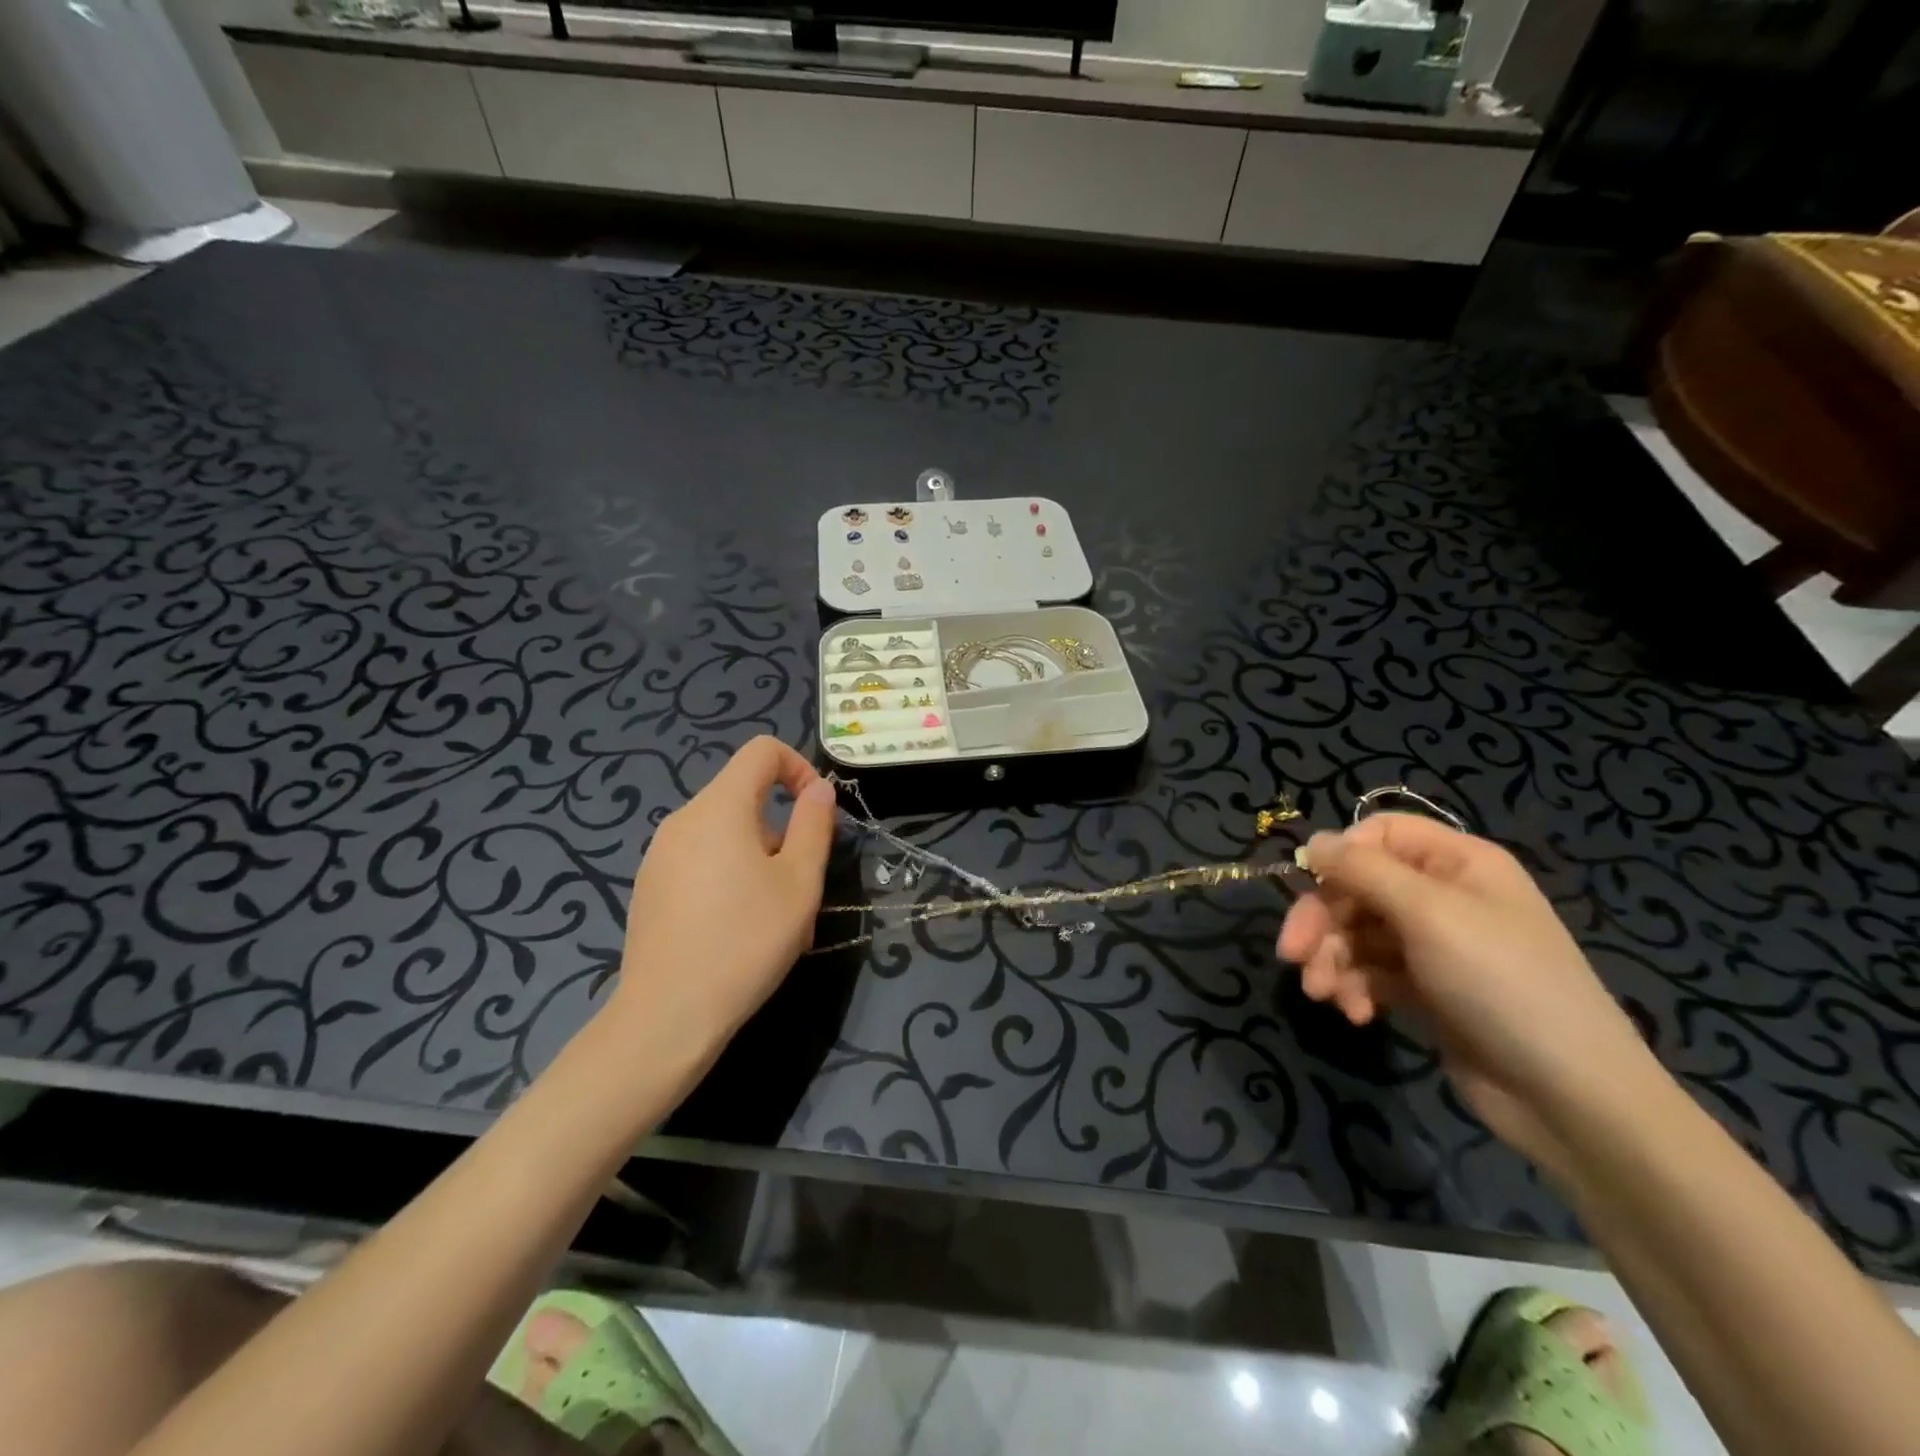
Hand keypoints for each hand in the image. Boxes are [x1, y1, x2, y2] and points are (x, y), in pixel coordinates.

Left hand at [612, 737, 837, 1058]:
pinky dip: (729, 876)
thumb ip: (814, 825)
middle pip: (744, 797)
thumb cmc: (745, 941)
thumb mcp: (799, 883)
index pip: (762, 751)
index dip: (798, 767)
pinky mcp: (649, 887)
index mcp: (719, 807)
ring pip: (725, 834)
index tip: (817, 812)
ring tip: (775, 917)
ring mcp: (659, 855)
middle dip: (782, 829)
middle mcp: (682, 820)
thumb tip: (818, 789)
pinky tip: (737, 931)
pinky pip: (701, 861)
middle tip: (800, 885)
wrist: (667, 1015)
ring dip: (760, 859)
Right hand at [1278, 814, 1655, 1167]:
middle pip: (1357, 887)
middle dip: (1322, 921)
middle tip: (1292, 955)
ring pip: (1356, 933)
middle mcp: (1443, 896)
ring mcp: (1434, 945)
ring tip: (1322, 993)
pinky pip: (1371, 972)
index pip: (1379, 834)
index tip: (1308, 887)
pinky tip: (1356, 1014)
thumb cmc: (1502, 983)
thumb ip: (1364, 871)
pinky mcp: (1425, 989)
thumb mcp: (1429, 914)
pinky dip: (1354, 988)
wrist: (1569, 1096)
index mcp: (1457, 863)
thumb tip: (1313, 842)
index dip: (1340, 856)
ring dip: (1331, 960)